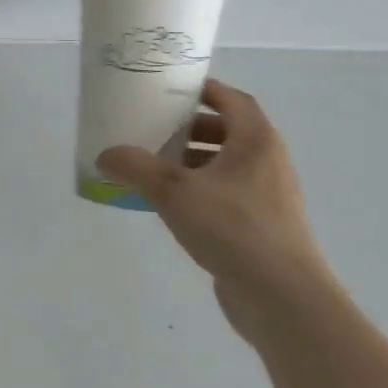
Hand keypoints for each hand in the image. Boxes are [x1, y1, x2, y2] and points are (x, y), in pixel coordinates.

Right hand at [97, 78, 342, 341]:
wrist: (282, 296)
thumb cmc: (233, 228)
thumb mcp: (174, 192)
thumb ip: (136, 168)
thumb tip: (105, 155)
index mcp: (256, 141)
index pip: (232, 100)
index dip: (204, 90)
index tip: (171, 90)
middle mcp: (268, 162)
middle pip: (228, 132)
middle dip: (190, 129)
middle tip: (154, 131)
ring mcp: (269, 196)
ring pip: (226, 166)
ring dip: (192, 162)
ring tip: (155, 169)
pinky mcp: (263, 226)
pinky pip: (227, 195)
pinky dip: (200, 191)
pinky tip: (171, 208)